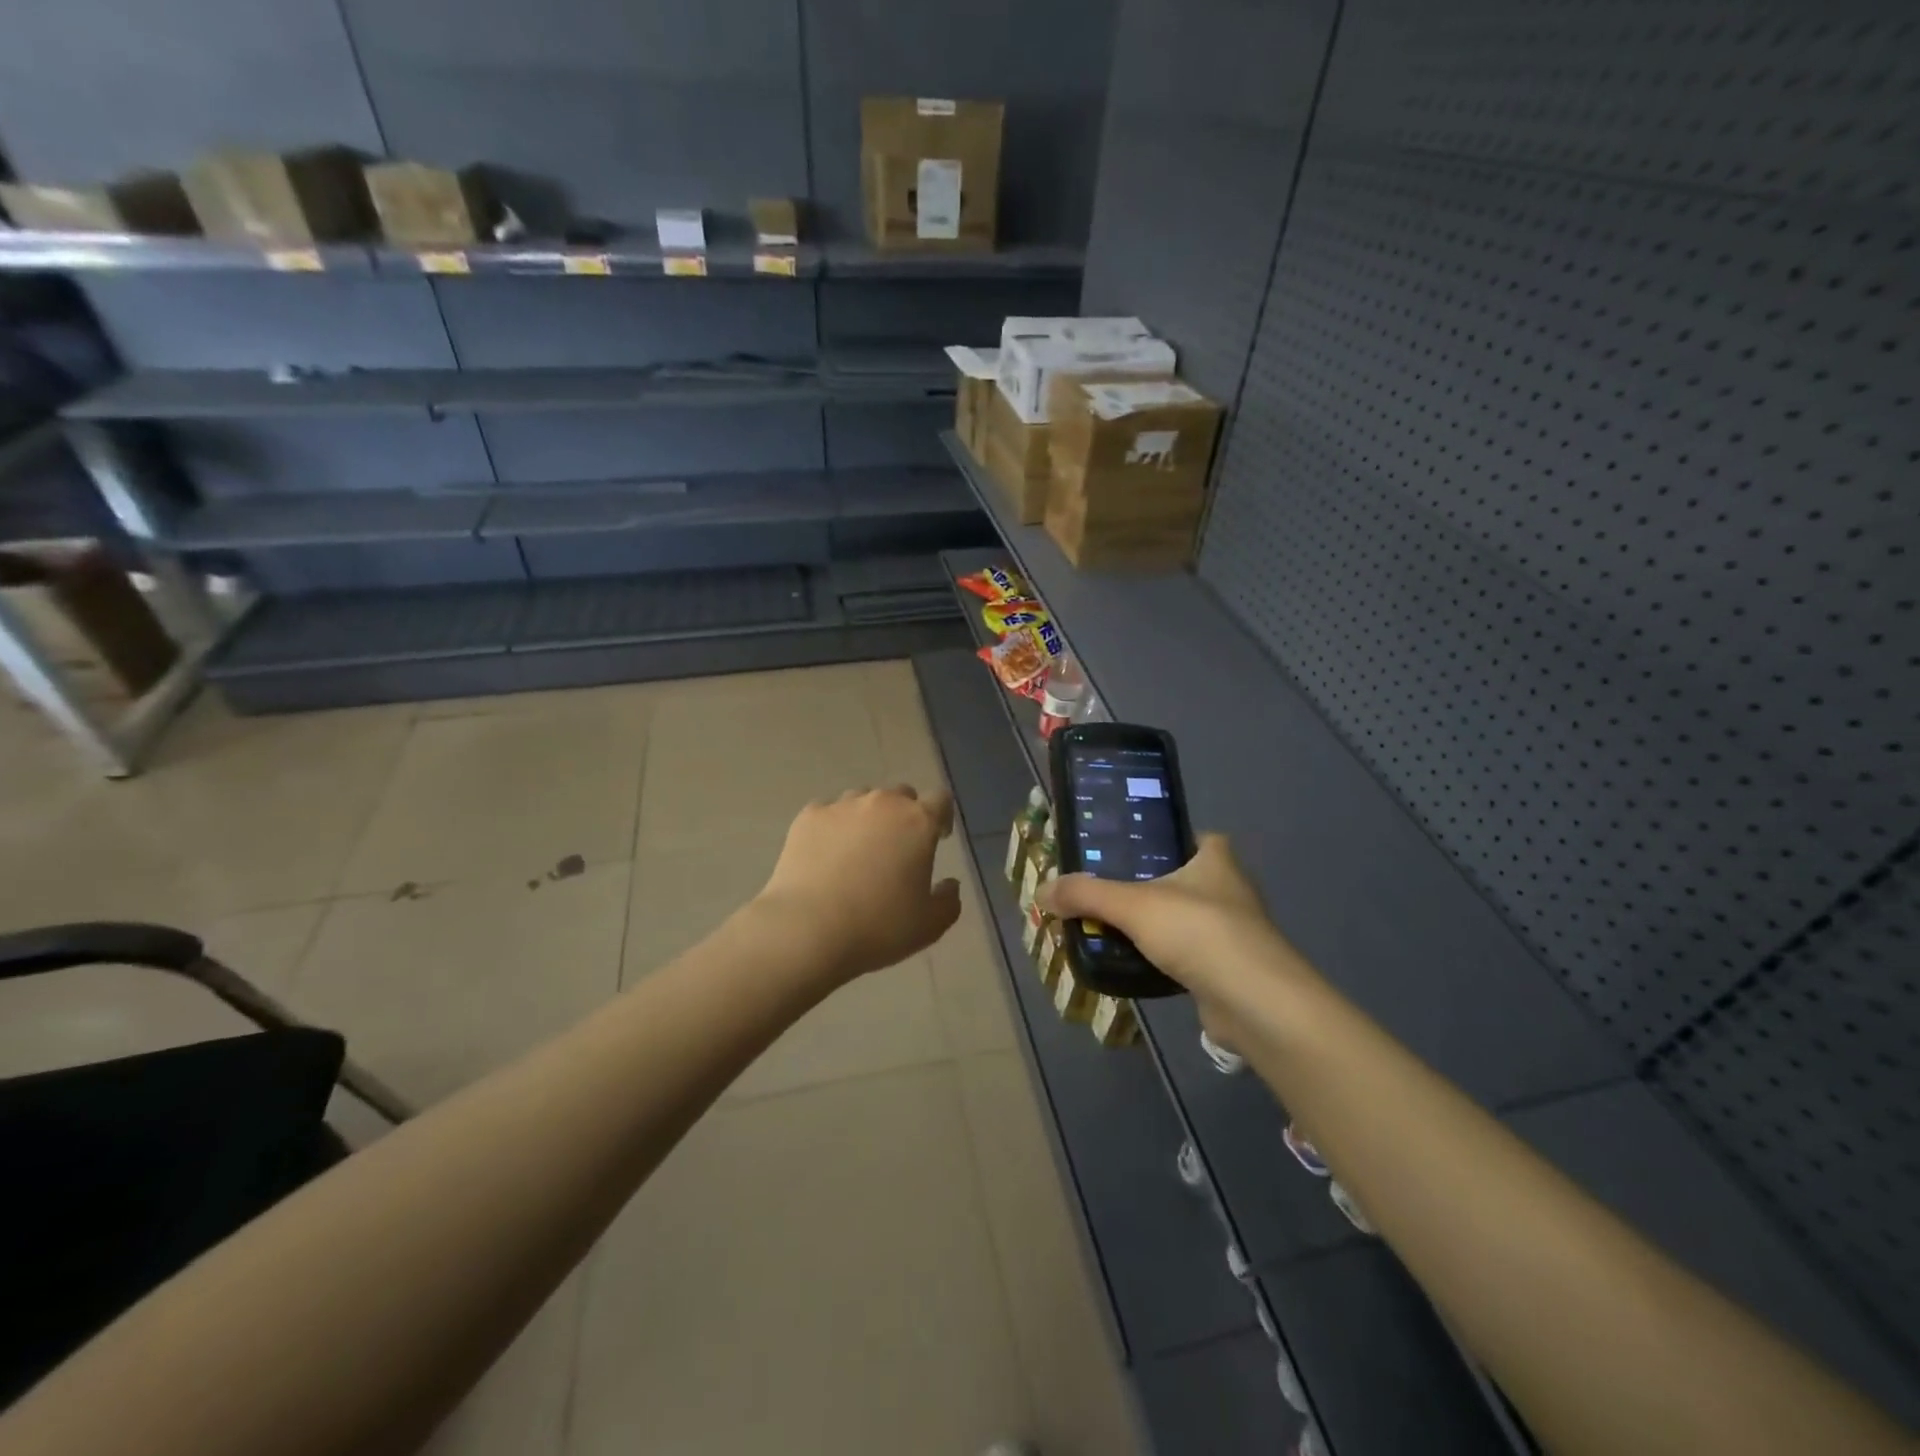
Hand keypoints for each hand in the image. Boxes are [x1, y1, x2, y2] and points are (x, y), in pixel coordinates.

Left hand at [751, 786, 961, 984]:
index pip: (940, 800)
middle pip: (901, 795)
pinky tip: (826, 855)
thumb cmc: (878, 926)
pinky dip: (834, 827)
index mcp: (918, 822)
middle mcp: (882, 803)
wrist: (807, 929)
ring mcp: (842, 806)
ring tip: (859, 851)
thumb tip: (950, 884)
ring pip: (863, 800)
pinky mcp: (808, 816)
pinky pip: (829, 813)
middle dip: (904, 815)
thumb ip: (948, 901)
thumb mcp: (929, 926)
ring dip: (868, 818)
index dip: (942, 817)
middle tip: (898, 847)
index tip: (938, 838)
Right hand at [1038, 834, 1315, 1008]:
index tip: (1123, 849)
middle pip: (1178, 877)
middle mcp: (1228, 887)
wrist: (1256, 1004)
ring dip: (1151, 923)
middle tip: (1102, 888)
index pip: (1187, 835)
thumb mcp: (1133, 906)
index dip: (1158, 838)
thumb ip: (1086, 895)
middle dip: (1143, 884)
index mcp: (1215, 858)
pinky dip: (1160, 955)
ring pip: (1180, 917)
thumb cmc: (1200, 932)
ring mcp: (1232, 930)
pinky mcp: (1227, 967)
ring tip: (1108, 924)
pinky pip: (1184, 952)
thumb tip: (1041, 891)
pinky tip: (1132, 961)